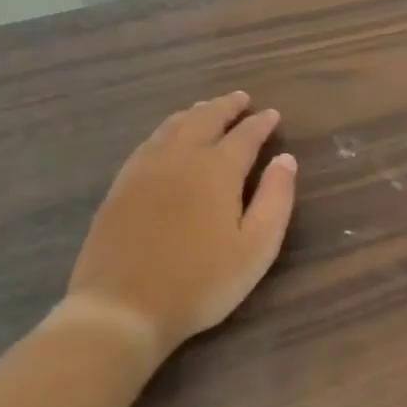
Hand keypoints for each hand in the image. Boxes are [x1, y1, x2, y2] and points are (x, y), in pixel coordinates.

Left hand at [66, 92, 297, 351]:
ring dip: (195, 113)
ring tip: (207, 108)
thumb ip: (276, 199)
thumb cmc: (201, 282)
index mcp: (217, 170)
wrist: (122, 307)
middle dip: (226, 107)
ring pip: (173, 126)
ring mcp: (144, 170)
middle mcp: (180, 158)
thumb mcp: (256, 247)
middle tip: (241, 99)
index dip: (261, 123)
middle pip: (205, 119)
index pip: (245, 135)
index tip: (272, 114)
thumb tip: (286, 159)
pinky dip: (167, 129)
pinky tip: (168, 137)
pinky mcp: (120, 186)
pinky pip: (148, 142)